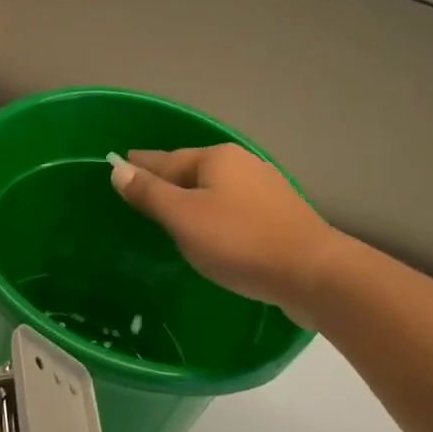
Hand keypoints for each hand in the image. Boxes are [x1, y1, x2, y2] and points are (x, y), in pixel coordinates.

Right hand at [111, 144, 338, 312]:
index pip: (166, 159)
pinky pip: (234, 207)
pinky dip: (215, 212)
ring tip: (173, 208)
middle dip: (168, 177)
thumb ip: (149, 193)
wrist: (314, 273)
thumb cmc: (240, 241)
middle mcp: (242, 164)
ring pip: (216, 188)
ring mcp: (266, 189)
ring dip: (193, 196)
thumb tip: (118, 169)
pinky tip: (213, 227)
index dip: (141, 164)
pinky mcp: (281, 215)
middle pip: (193, 170)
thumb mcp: (184, 218)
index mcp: (216, 159)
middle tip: (142, 187)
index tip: (121, 162)